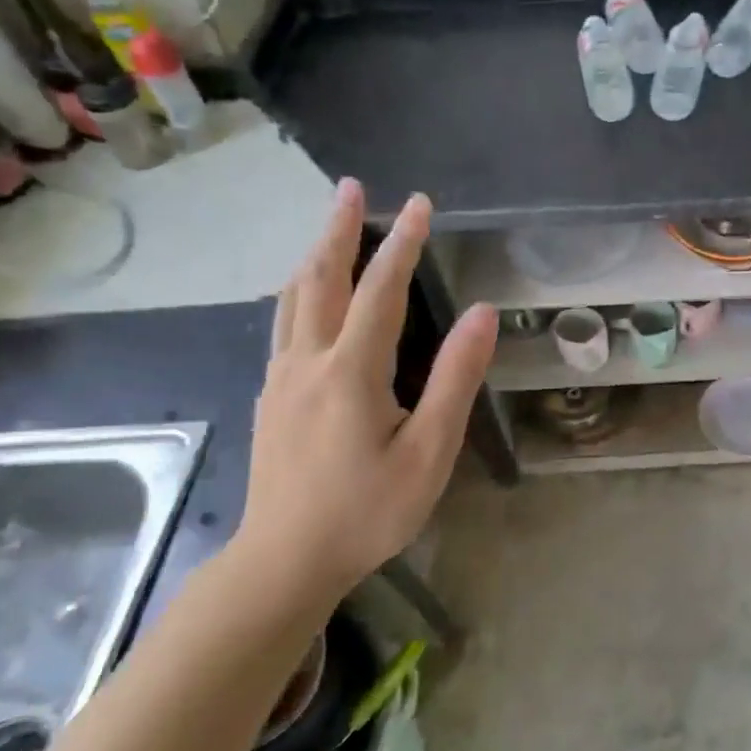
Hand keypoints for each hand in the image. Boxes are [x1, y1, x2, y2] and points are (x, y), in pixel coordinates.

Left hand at [238, 178, 496, 605]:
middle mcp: (307, 362)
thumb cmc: (367, 511)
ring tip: (329, 224)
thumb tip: (481, 313)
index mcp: (351, 371)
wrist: (283, 563)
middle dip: (339, 229)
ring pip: (293, 299)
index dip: (403, 243)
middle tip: (351, 187)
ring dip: (315, 254)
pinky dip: (300, 291)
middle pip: (321, 279)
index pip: (381, 291)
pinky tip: (307, 295)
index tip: (419, 203)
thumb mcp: (429, 451)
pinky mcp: (269, 397)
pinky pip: (283, 324)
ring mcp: (280, 378)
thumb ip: (455, 379)